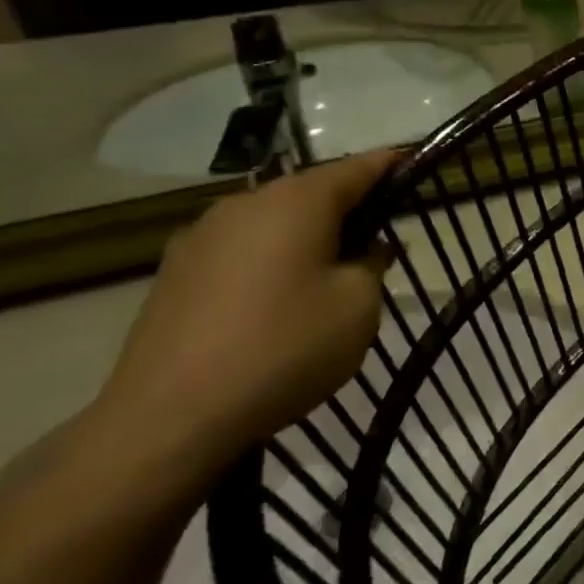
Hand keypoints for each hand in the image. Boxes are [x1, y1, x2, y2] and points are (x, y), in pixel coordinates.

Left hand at [95, 150, 395, 477]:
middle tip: (378, 238)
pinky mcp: (175, 271)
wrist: (168, 417)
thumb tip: (365, 249)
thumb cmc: (284, 348)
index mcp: (297, 201)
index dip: (390, 166)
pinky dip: (269, 259)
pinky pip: (241, 249)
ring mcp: (202, 235)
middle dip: (348, 207)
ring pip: (273, 220)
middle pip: (311, 191)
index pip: (357, 168)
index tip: (414, 166)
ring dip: (306, 235)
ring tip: (328, 273)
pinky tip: (276, 299)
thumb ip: (372, 264)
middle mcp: (246, 203)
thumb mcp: (358, 306)